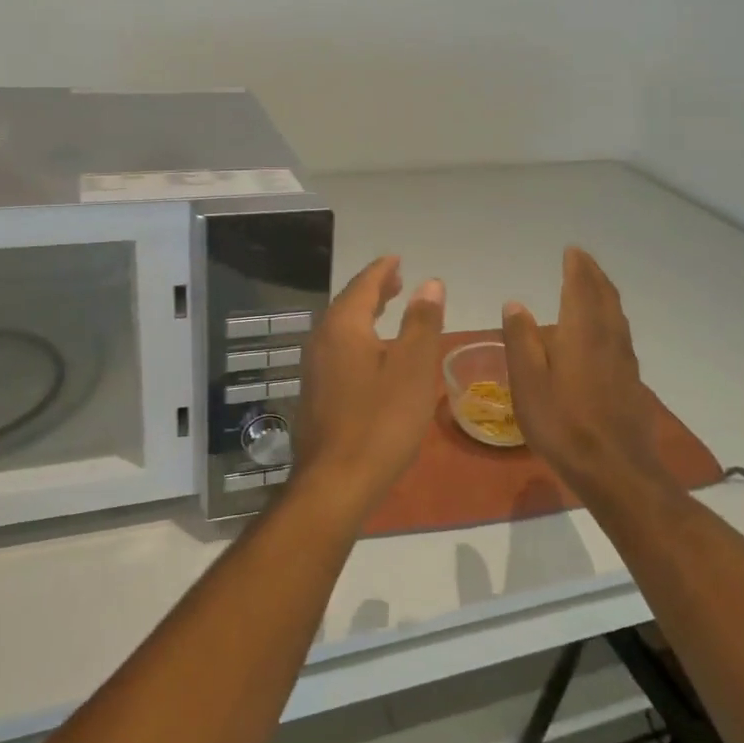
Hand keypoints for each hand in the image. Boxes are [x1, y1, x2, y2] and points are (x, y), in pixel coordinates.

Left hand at [292, 256, 445, 523]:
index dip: (383, 270)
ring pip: (341, 327)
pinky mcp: (314, 393)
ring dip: (364, 313)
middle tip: (397, 280)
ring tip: (388, 309)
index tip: (398, 260)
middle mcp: (321, 340)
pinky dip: (357, 337)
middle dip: (373, 289)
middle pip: (348, 303)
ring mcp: (314, 368)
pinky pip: (337, 349)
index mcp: (344, 326)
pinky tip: (372, 354)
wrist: (335, 482)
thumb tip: (429, 283)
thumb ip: (421, 322)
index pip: (364, 285)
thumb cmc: (381, 421)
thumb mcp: (413, 368)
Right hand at [501, 246, 668, 496]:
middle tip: (583, 262)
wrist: (617, 471)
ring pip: (617, 318)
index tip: (572, 250)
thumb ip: (521, 340)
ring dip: (605, 296)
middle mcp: (609, 339)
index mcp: (582, 333)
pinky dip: (610, 321)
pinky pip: (621, 338)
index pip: (581, 288)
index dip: (577, 267)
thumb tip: (516, 304)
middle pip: (605, 298)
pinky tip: (604, 336)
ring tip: (594, 289)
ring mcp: (625, 362)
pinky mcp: (633, 384)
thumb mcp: (528, 383)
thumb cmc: (563, 424)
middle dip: (594, 276)